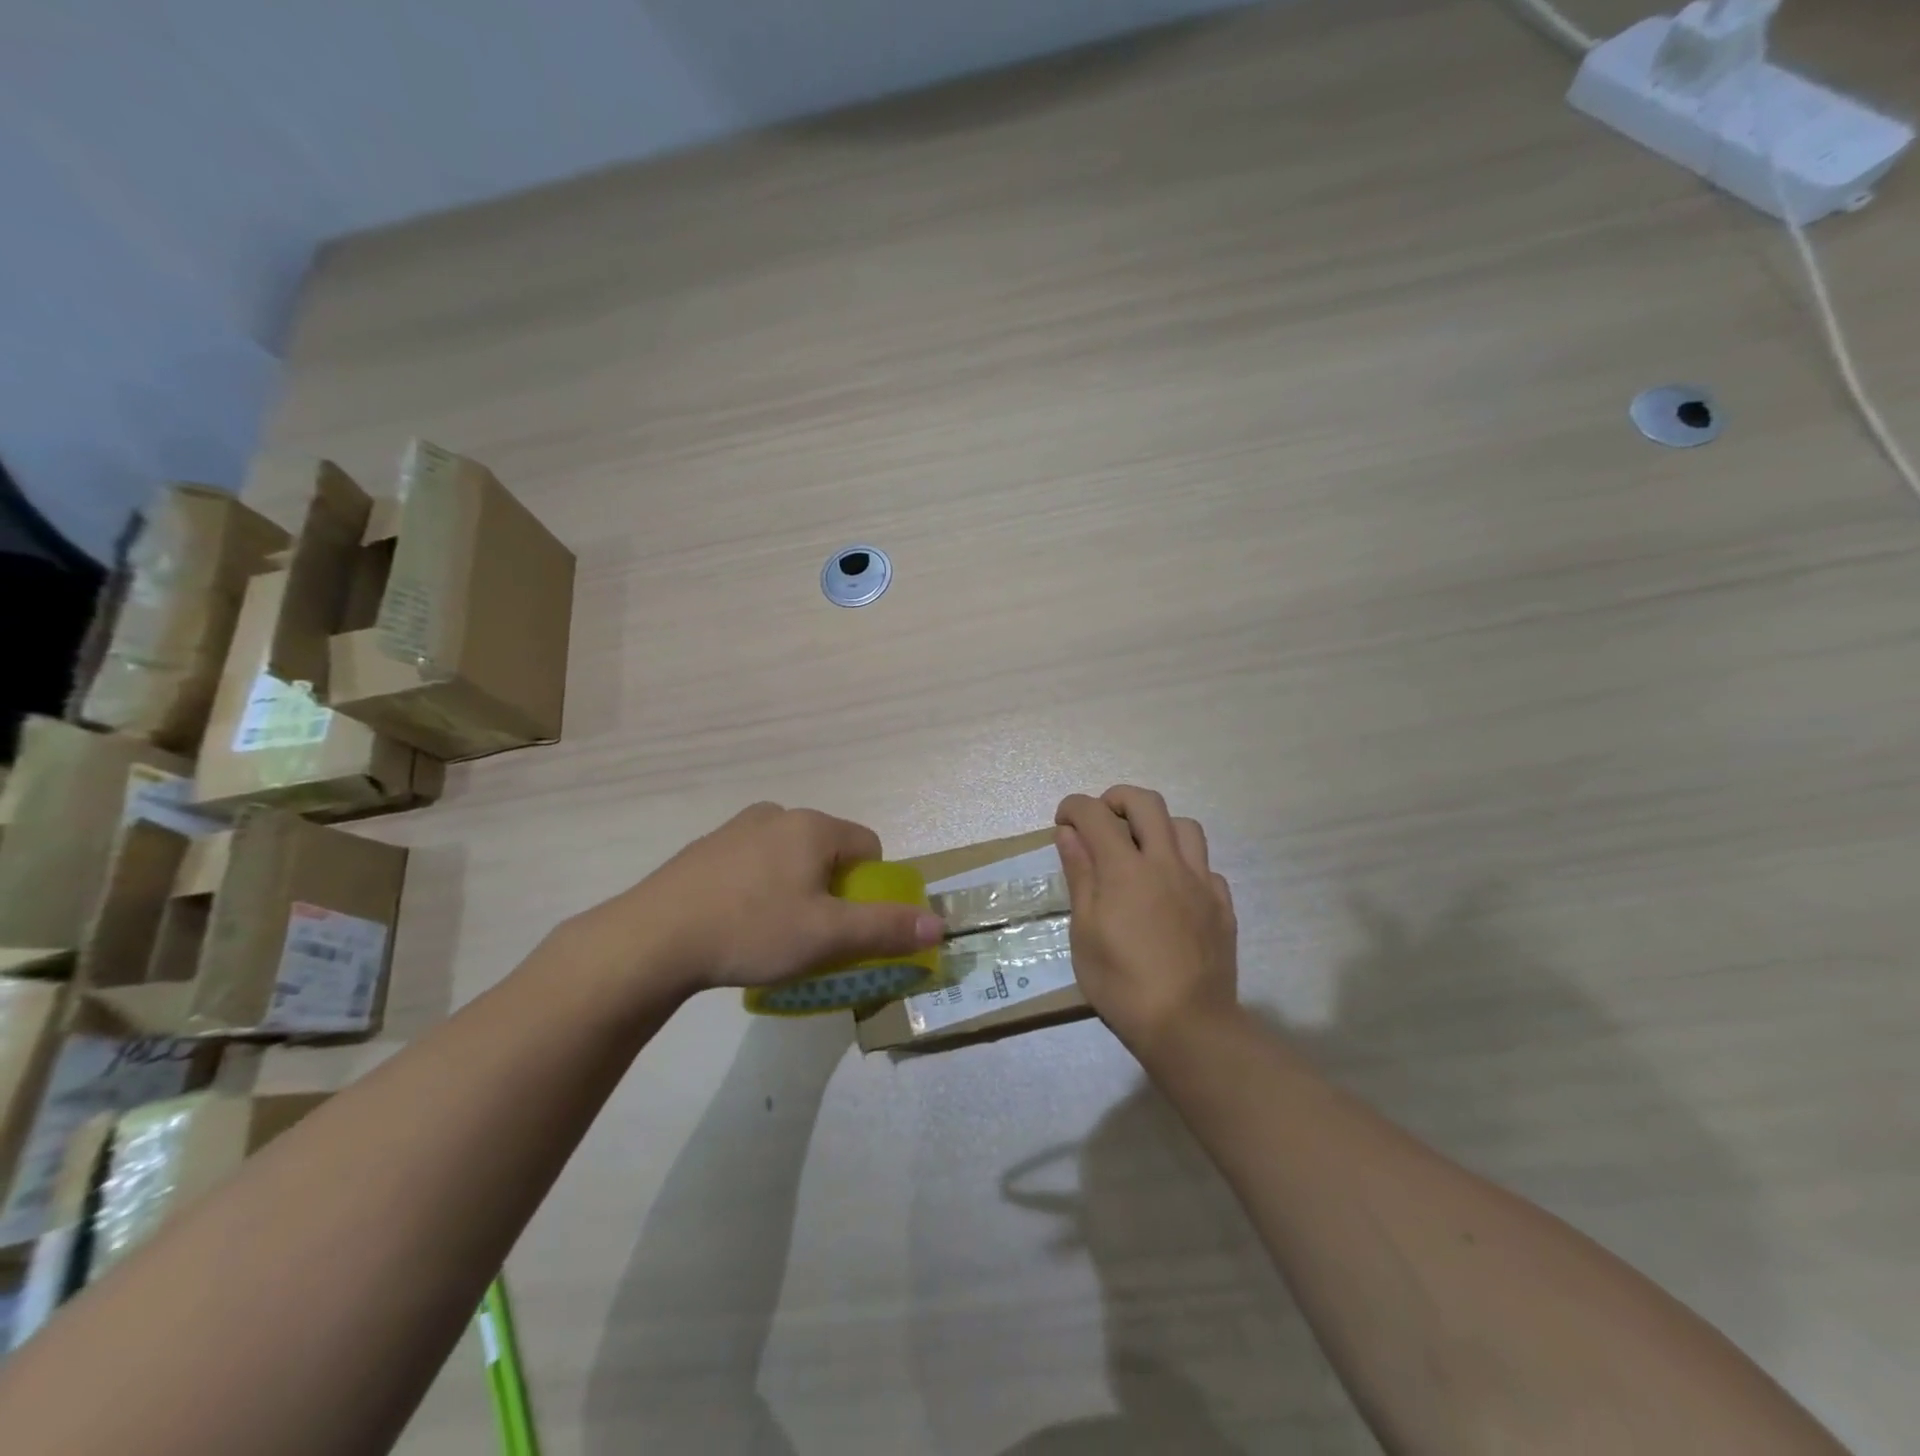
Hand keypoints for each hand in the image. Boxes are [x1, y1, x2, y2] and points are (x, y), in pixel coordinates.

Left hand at [572, 802, 945, 998]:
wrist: (652, 939)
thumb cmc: (752, 929)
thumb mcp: (828, 936)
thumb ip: (886, 928)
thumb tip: (939, 926)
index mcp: (812, 826)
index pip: (869, 846)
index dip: (870, 887)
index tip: (849, 923)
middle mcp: (777, 814)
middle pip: (828, 851)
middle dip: (832, 889)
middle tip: (813, 933)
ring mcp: (736, 829)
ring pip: (789, 858)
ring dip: (795, 889)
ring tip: (773, 933)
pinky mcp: (705, 850)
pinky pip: (753, 864)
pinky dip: (759, 889)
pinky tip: (737, 924)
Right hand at [1055, 786, 1239, 1058]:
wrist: (1188, 1025)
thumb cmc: (1121, 983)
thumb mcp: (1085, 932)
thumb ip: (1080, 876)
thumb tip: (1069, 834)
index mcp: (1125, 869)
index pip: (1096, 814)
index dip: (1074, 808)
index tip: (1063, 821)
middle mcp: (1166, 863)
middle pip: (1146, 803)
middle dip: (1116, 799)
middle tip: (1101, 820)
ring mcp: (1200, 882)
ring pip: (1185, 826)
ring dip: (1158, 825)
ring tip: (1142, 849)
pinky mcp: (1222, 904)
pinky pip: (1205, 866)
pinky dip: (1184, 864)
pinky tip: (1172, 889)